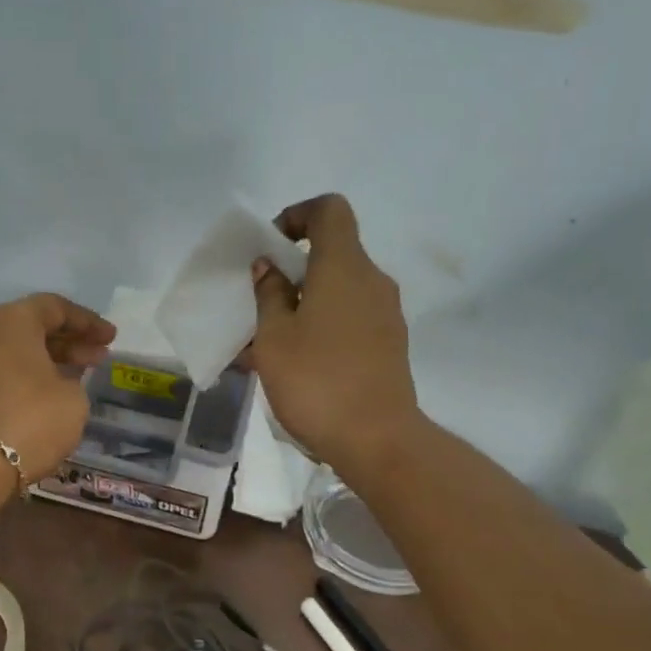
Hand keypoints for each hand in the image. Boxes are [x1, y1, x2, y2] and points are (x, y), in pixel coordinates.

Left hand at [0, 293, 115, 481]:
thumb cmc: (29, 420)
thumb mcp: (73, 400)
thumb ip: (72, 382)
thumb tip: (57, 384)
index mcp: (11, 321)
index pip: (54, 307)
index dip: (88, 322)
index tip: (111, 339)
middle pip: (30, 328)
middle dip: (67, 342)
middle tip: (96, 359)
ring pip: (11, 353)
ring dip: (43, 363)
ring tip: (72, 381)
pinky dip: (21, 381)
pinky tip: (40, 400)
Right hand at [248, 194, 421, 475]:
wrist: (378, 440)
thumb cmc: (316, 382)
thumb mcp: (274, 338)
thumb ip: (269, 295)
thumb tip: (270, 267)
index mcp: (344, 267)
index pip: (329, 210)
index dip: (297, 216)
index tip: (271, 249)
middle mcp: (372, 281)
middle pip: (333, 253)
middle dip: (293, 271)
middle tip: (261, 304)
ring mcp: (386, 314)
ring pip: (339, 291)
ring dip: (305, 303)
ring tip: (271, 342)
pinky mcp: (389, 344)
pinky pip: (350, 318)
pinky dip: (322, 326)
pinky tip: (297, 363)